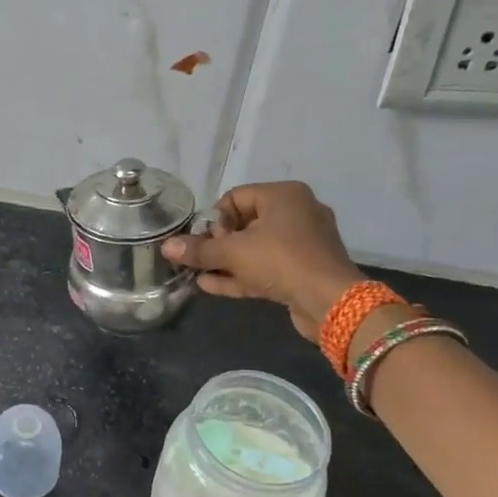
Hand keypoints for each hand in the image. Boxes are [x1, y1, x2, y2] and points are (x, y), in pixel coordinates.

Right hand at [163, 181, 363, 339]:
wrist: (331, 301)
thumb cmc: (281, 261)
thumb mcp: (234, 253)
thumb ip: (199, 250)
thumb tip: (167, 247)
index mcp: (284, 195)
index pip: (236, 197)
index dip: (215, 219)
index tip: (205, 241)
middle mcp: (297, 213)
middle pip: (245, 223)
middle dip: (218, 243)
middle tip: (201, 259)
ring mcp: (303, 244)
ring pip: (255, 249)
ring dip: (226, 262)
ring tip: (197, 274)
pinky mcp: (303, 271)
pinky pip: (266, 267)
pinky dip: (241, 275)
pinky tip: (211, 286)